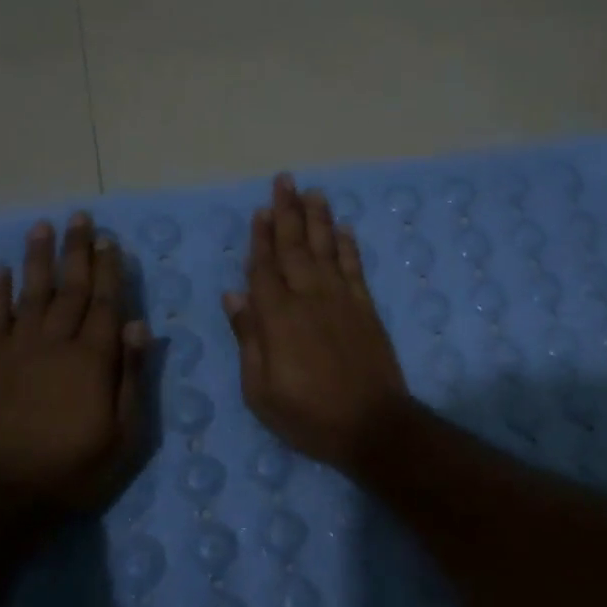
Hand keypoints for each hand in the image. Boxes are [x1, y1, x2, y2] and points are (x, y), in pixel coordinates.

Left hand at [0, 212, 148, 512]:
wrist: (3, 495)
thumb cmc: (76, 469)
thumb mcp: (125, 434)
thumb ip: (132, 377)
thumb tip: (140, 327)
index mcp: (93, 359)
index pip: (106, 304)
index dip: (110, 270)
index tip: (110, 240)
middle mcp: (55, 343)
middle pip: (70, 289)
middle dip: (77, 252)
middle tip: (80, 218)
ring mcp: (16, 351)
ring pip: (30, 293)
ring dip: (38, 259)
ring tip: (42, 227)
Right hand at [223, 174, 410, 473]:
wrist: (372, 425)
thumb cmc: (308, 416)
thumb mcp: (261, 391)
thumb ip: (248, 338)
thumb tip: (234, 294)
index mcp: (277, 318)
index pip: (264, 268)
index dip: (260, 238)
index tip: (260, 211)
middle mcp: (309, 298)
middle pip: (295, 248)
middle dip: (288, 213)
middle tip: (285, 181)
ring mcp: (342, 301)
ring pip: (326, 250)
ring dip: (319, 219)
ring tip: (313, 192)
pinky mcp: (366, 310)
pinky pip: (355, 269)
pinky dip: (348, 247)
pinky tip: (343, 230)